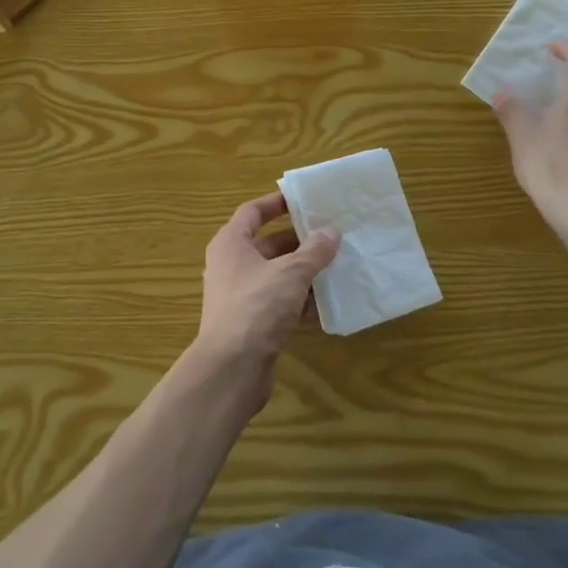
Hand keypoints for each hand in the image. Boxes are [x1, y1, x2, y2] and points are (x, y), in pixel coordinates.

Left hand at [192, 192, 340, 400]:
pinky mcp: (251, 323)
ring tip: (337, 265)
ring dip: (303, 272)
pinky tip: (327, 303)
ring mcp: (240, 296)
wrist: (232, 368)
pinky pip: (279, 302)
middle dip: (299, 241)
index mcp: (231, 243)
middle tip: (331, 234)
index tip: (304, 200)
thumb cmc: (257, 306)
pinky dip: (300, 301)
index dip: (277, 203)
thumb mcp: (291, 272)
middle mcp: (231, 265)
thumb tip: (331, 232)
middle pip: (267, 244)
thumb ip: (313, 251)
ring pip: (276, 275)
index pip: (253, 212)